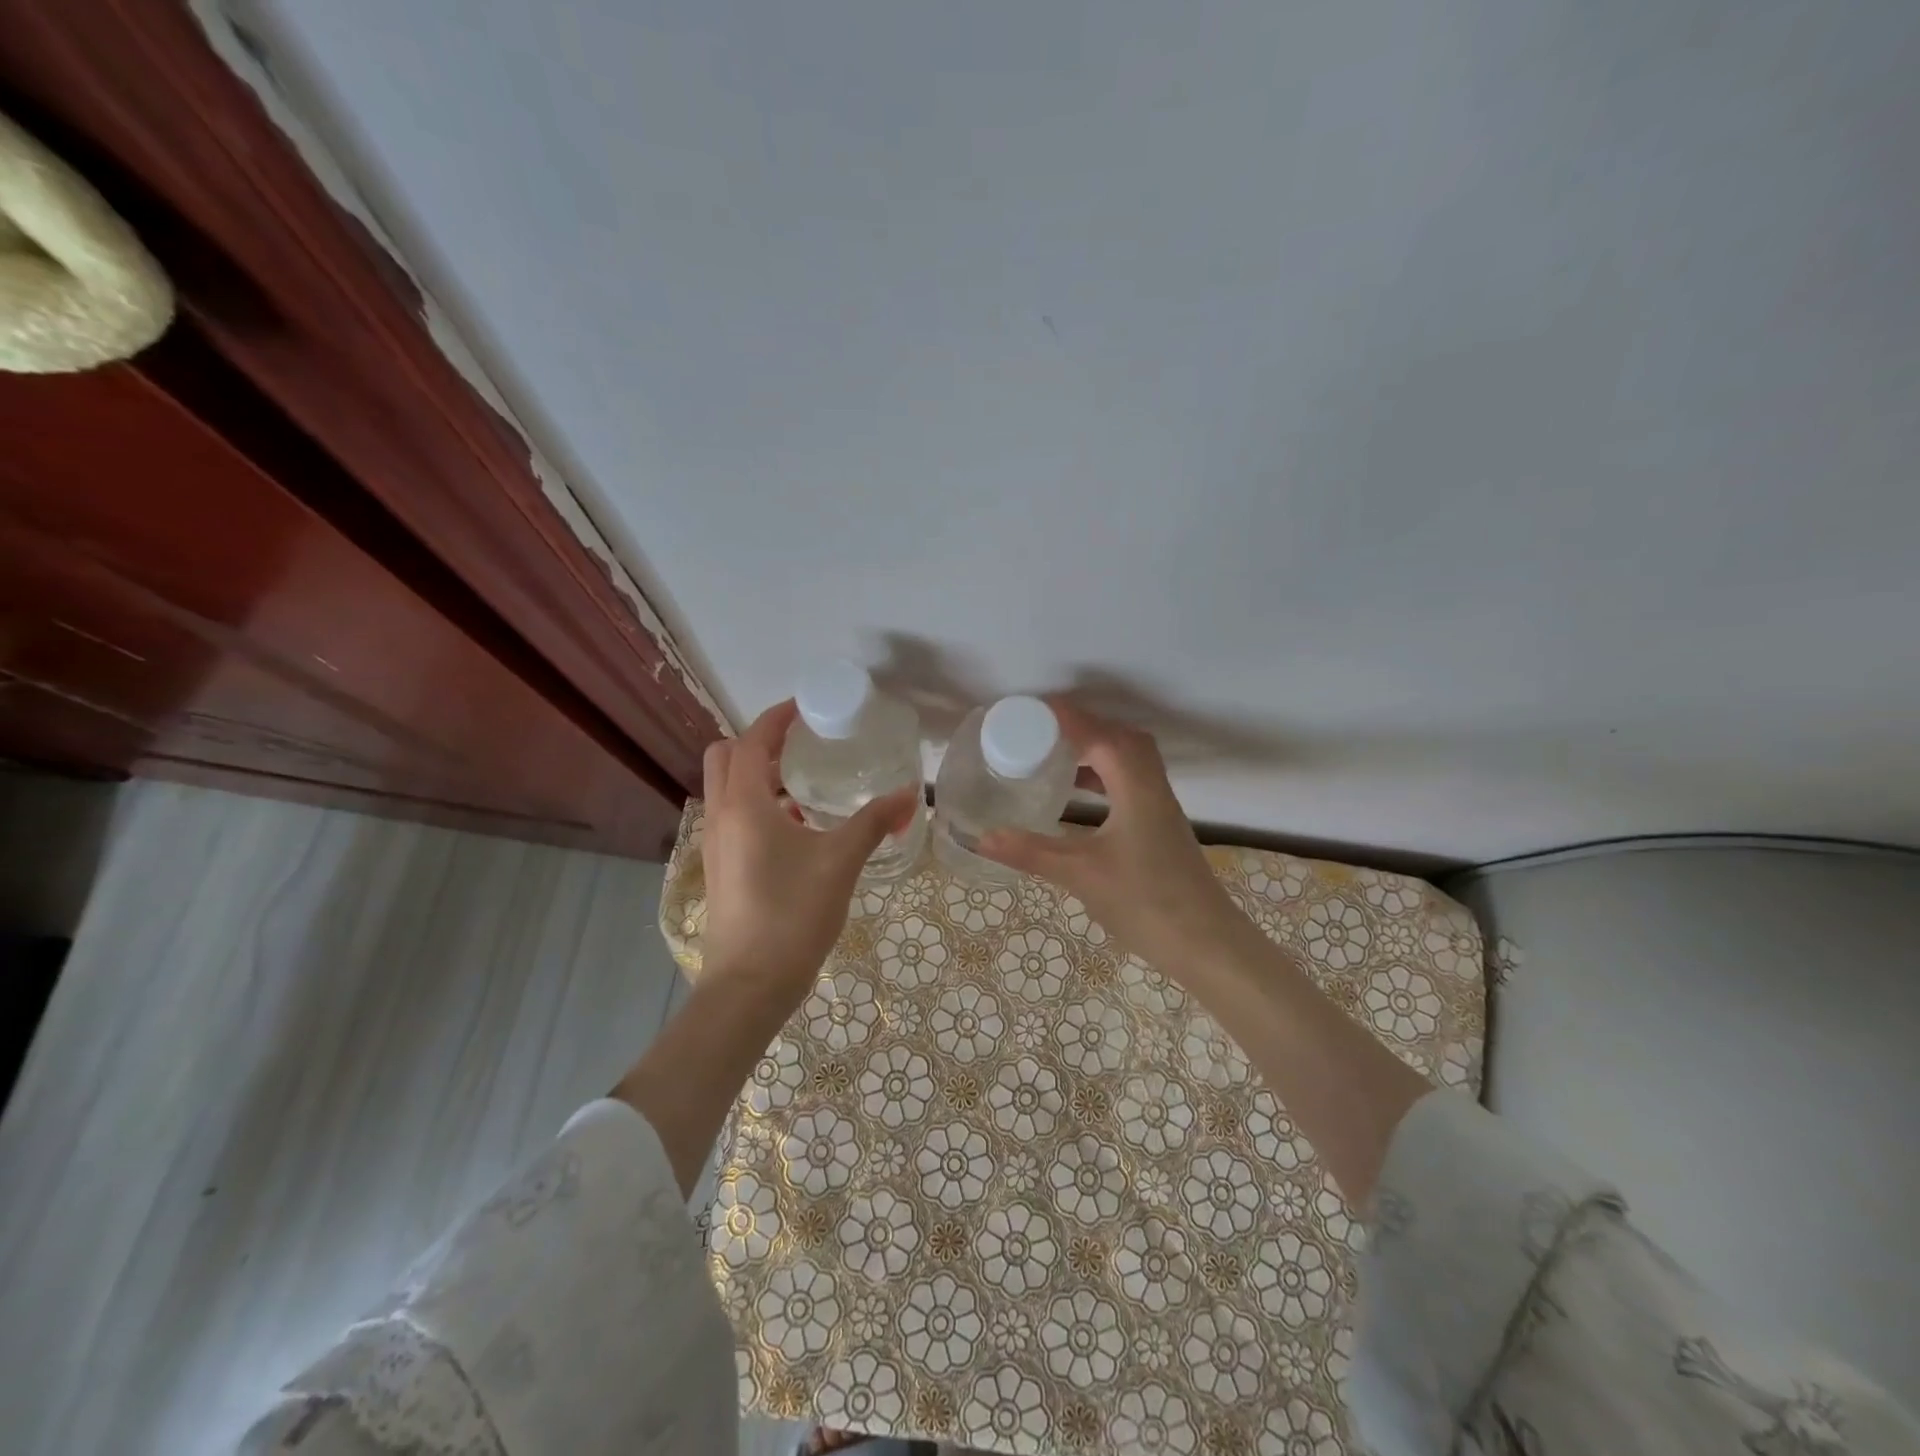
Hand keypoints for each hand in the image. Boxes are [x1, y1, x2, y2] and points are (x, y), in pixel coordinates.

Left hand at [699, 700, 918, 1002]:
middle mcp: (721, 817)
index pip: (751, 741)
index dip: (776, 718)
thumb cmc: (793, 914)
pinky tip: (798, 825)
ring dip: (757, 774)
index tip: (806, 707)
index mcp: (744, 804)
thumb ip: (875, 822)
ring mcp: (716, 845)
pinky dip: (758, 804)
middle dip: (759, 741)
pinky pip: (734, 817)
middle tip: (800, 743)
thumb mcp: (841, 861)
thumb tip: (912, 794)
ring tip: (803, 778)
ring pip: (727, 789)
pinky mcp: (722, 868)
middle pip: (725, 757)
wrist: (750, 986)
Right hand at [979, 701, 1252, 974]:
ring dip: (1096, 748)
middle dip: (1081, 727)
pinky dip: (1105, 774)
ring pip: (1129, 758)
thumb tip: (982, 837)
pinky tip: (1082, 795)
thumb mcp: (1081, 875)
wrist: (1207, 943)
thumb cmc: (1145, 901)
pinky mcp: (1162, 824)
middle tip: (1039, 732)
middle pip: (1119, 737)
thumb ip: (1031, 852)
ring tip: (1056, 755)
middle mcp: (1152, 785)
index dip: (1063, 718)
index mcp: (1134, 785)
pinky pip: (1132, 780)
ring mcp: (1161, 805)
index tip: (1027, 710)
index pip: (1097, 734)